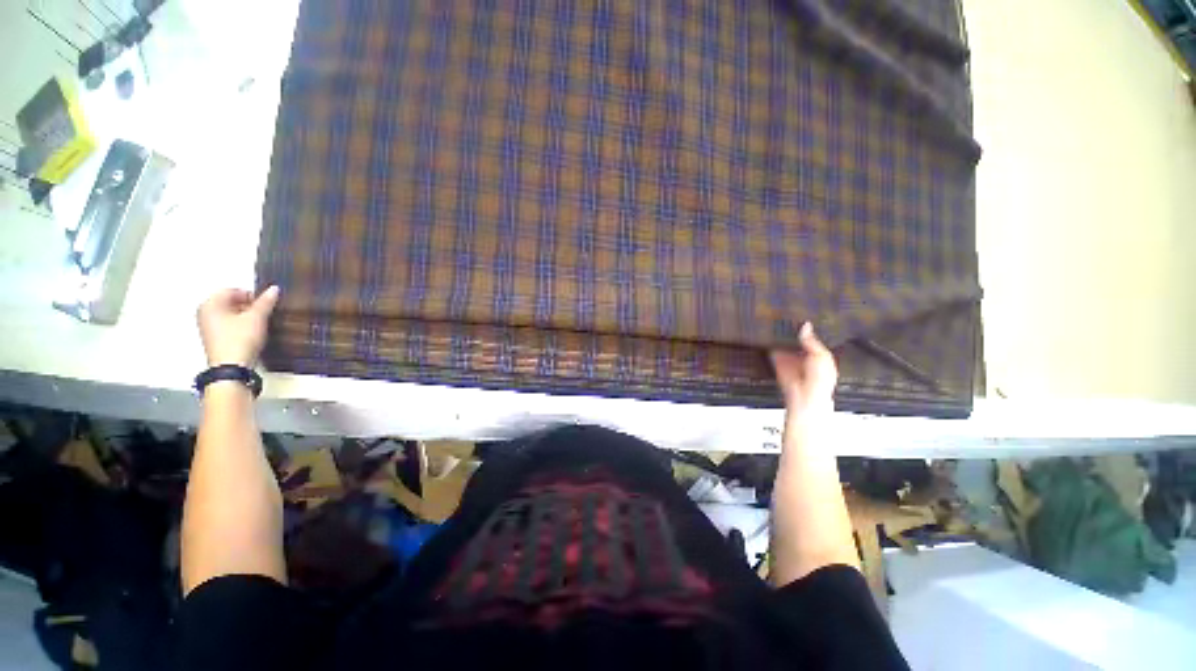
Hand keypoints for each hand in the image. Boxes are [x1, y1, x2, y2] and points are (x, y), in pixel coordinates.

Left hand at [197, 286, 279, 367]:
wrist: (231, 367)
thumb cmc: (240, 339)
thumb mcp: (257, 318)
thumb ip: (266, 302)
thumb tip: (274, 289)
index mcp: (210, 304)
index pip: (232, 290)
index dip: (251, 295)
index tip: (265, 303)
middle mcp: (204, 313)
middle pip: (229, 302)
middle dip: (248, 305)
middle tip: (264, 312)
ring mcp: (207, 327)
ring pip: (230, 314)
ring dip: (246, 315)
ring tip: (260, 323)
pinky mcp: (214, 338)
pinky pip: (228, 325)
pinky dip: (241, 325)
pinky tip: (252, 333)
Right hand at [770, 322, 836, 413]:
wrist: (804, 396)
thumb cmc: (820, 380)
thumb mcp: (821, 356)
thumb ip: (812, 341)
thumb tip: (805, 326)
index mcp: (819, 355)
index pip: (812, 338)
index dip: (807, 329)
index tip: (800, 317)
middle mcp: (804, 356)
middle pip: (796, 340)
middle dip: (791, 332)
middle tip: (785, 318)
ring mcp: (790, 360)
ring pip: (784, 345)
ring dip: (780, 338)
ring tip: (775, 323)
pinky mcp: (778, 363)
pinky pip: (773, 352)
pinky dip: (770, 346)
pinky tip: (768, 336)